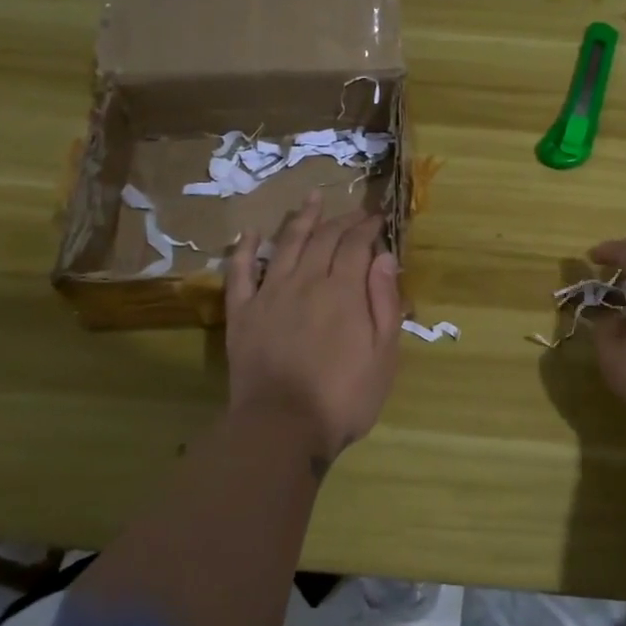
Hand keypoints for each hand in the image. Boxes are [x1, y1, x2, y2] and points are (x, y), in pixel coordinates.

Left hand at [224, 192, 401, 467]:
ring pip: (286, 244)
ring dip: (301, 219)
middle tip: (353, 211)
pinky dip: (245, 249)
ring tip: (311, 198)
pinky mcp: (242, 313)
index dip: (368, 226)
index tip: (378, 217)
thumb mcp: (383, 355)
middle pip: (324, 238)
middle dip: (341, 219)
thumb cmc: (344, 397)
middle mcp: (306, 281)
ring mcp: (270, 294)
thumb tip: (384, 257)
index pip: (356, 244)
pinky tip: (251, 232)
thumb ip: (384, 302)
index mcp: (343, 290)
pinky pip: (240, 272)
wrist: (283, 427)